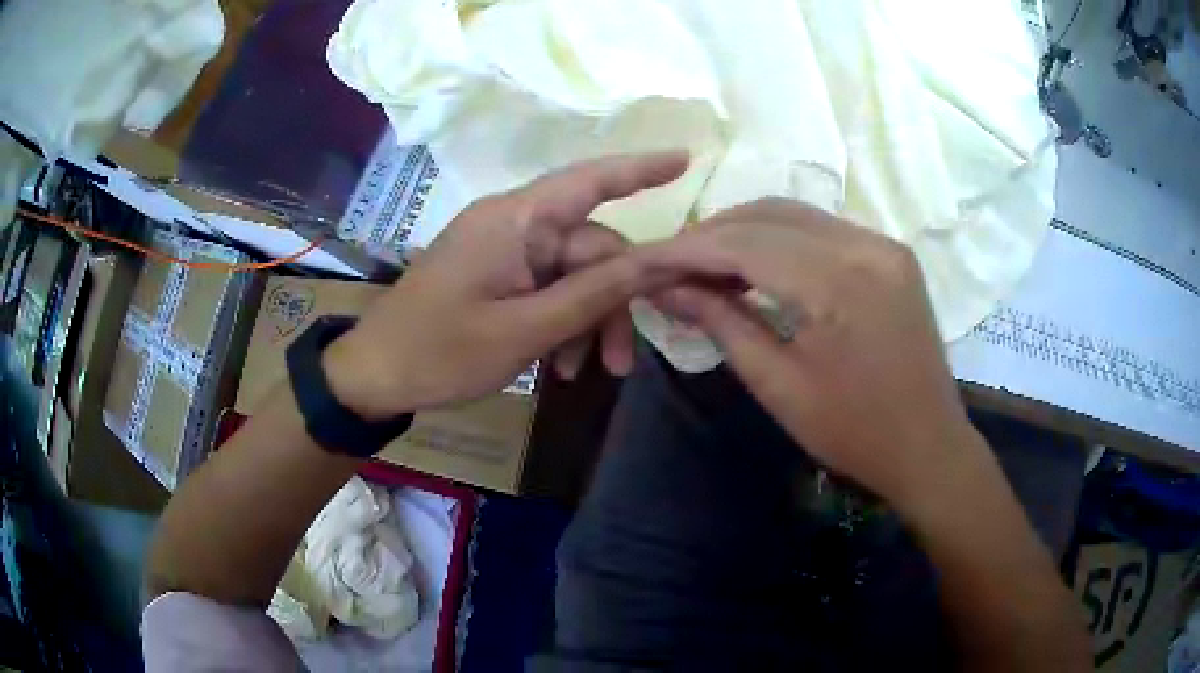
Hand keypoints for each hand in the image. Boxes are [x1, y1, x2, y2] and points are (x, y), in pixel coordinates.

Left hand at [324, 152, 688, 419]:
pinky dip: (560, 324)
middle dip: (612, 305)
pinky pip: (546, 289)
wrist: (374, 375)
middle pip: (589, 249)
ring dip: (586, 322)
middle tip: (622, 364)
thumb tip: (659, 261)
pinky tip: (559, 365)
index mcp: (515, 220)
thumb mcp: (525, 331)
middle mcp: (513, 224)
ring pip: (572, 275)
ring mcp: (503, 250)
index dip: (640, 169)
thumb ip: (594, 293)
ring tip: (582, 373)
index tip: (686, 160)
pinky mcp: (495, 274)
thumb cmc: (440, 352)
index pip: (590, 181)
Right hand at [646, 198, 987, 511]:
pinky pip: (822, 229)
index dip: (688, 250)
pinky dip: (781, 239)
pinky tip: (757, 265)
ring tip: (706, 265)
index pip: (745, 244)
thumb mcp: (778, 385)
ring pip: (795, 214)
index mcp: (838, 282)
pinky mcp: (890, 253)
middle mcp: (864, 244)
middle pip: (769, 215)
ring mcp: (883, 243)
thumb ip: (722, 323)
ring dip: (744, 232)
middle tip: (671, 264)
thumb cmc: (853, 432)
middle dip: (712, 235)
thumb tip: (667, 288)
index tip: (643, 261)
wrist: (928, 446)